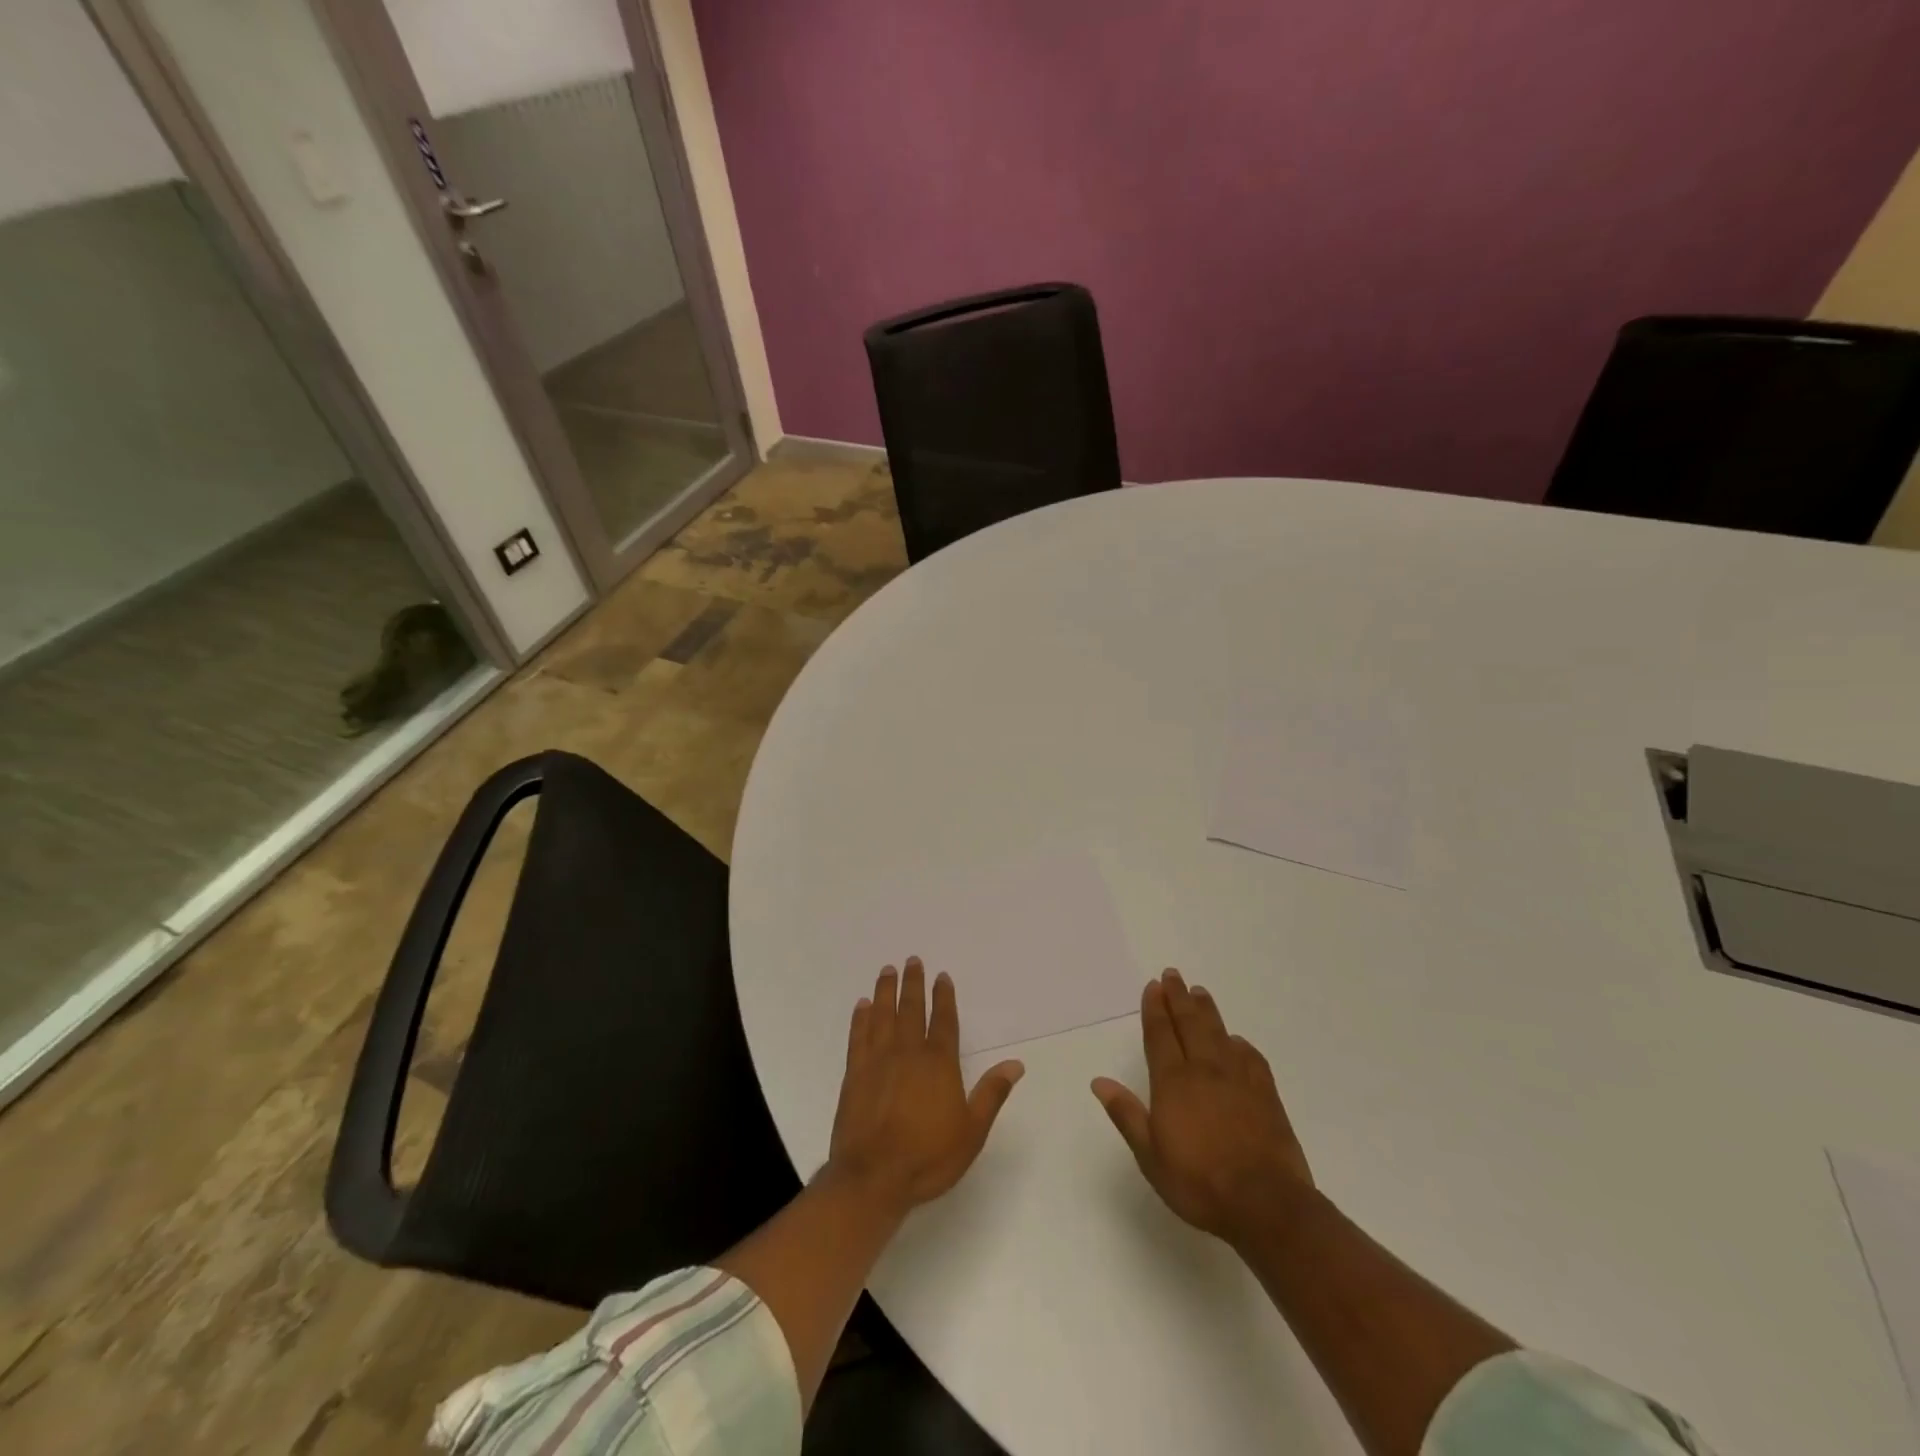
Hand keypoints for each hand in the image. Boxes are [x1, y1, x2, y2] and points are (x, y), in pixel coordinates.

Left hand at [826, 958, 1024, 1213]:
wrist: (872, 1177)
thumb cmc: (927, 1157)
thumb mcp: (971, 1132)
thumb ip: (991, 1094)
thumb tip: (1015, 1064)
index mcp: (938, 1063)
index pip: (943, 1020)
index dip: (943, 997)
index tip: (941, 976)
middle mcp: (907, 1053)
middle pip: (910, 1009)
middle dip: (913, 983)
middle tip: (911, 960)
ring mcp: (877, 1061)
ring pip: (882, 1015)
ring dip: (886, 991)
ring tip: (887, 970)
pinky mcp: (854, 1074)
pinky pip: (858, 1036)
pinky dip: (861, 1018)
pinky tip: (863, 1005)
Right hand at [1092, 969, 1312, 1245]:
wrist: (1266, 1203)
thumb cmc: (1199, 1182)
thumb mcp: (1150, 1155)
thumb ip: (1127, 1114)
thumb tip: (1099, 1081)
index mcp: (1173, 1082)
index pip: (1160, 1034)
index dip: (1155, 1008)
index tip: (1153, 986)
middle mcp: (1204, 1070)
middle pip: (1189, 1024)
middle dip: (1179, 998)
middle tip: (1173, 975)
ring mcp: (1238, 1079)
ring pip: (1219, 1033)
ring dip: (1207, 1010)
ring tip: (1199, 992)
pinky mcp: (1266, 1094)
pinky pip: (1250, 1057)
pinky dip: (1239, 1044)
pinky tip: (1236, 1041)